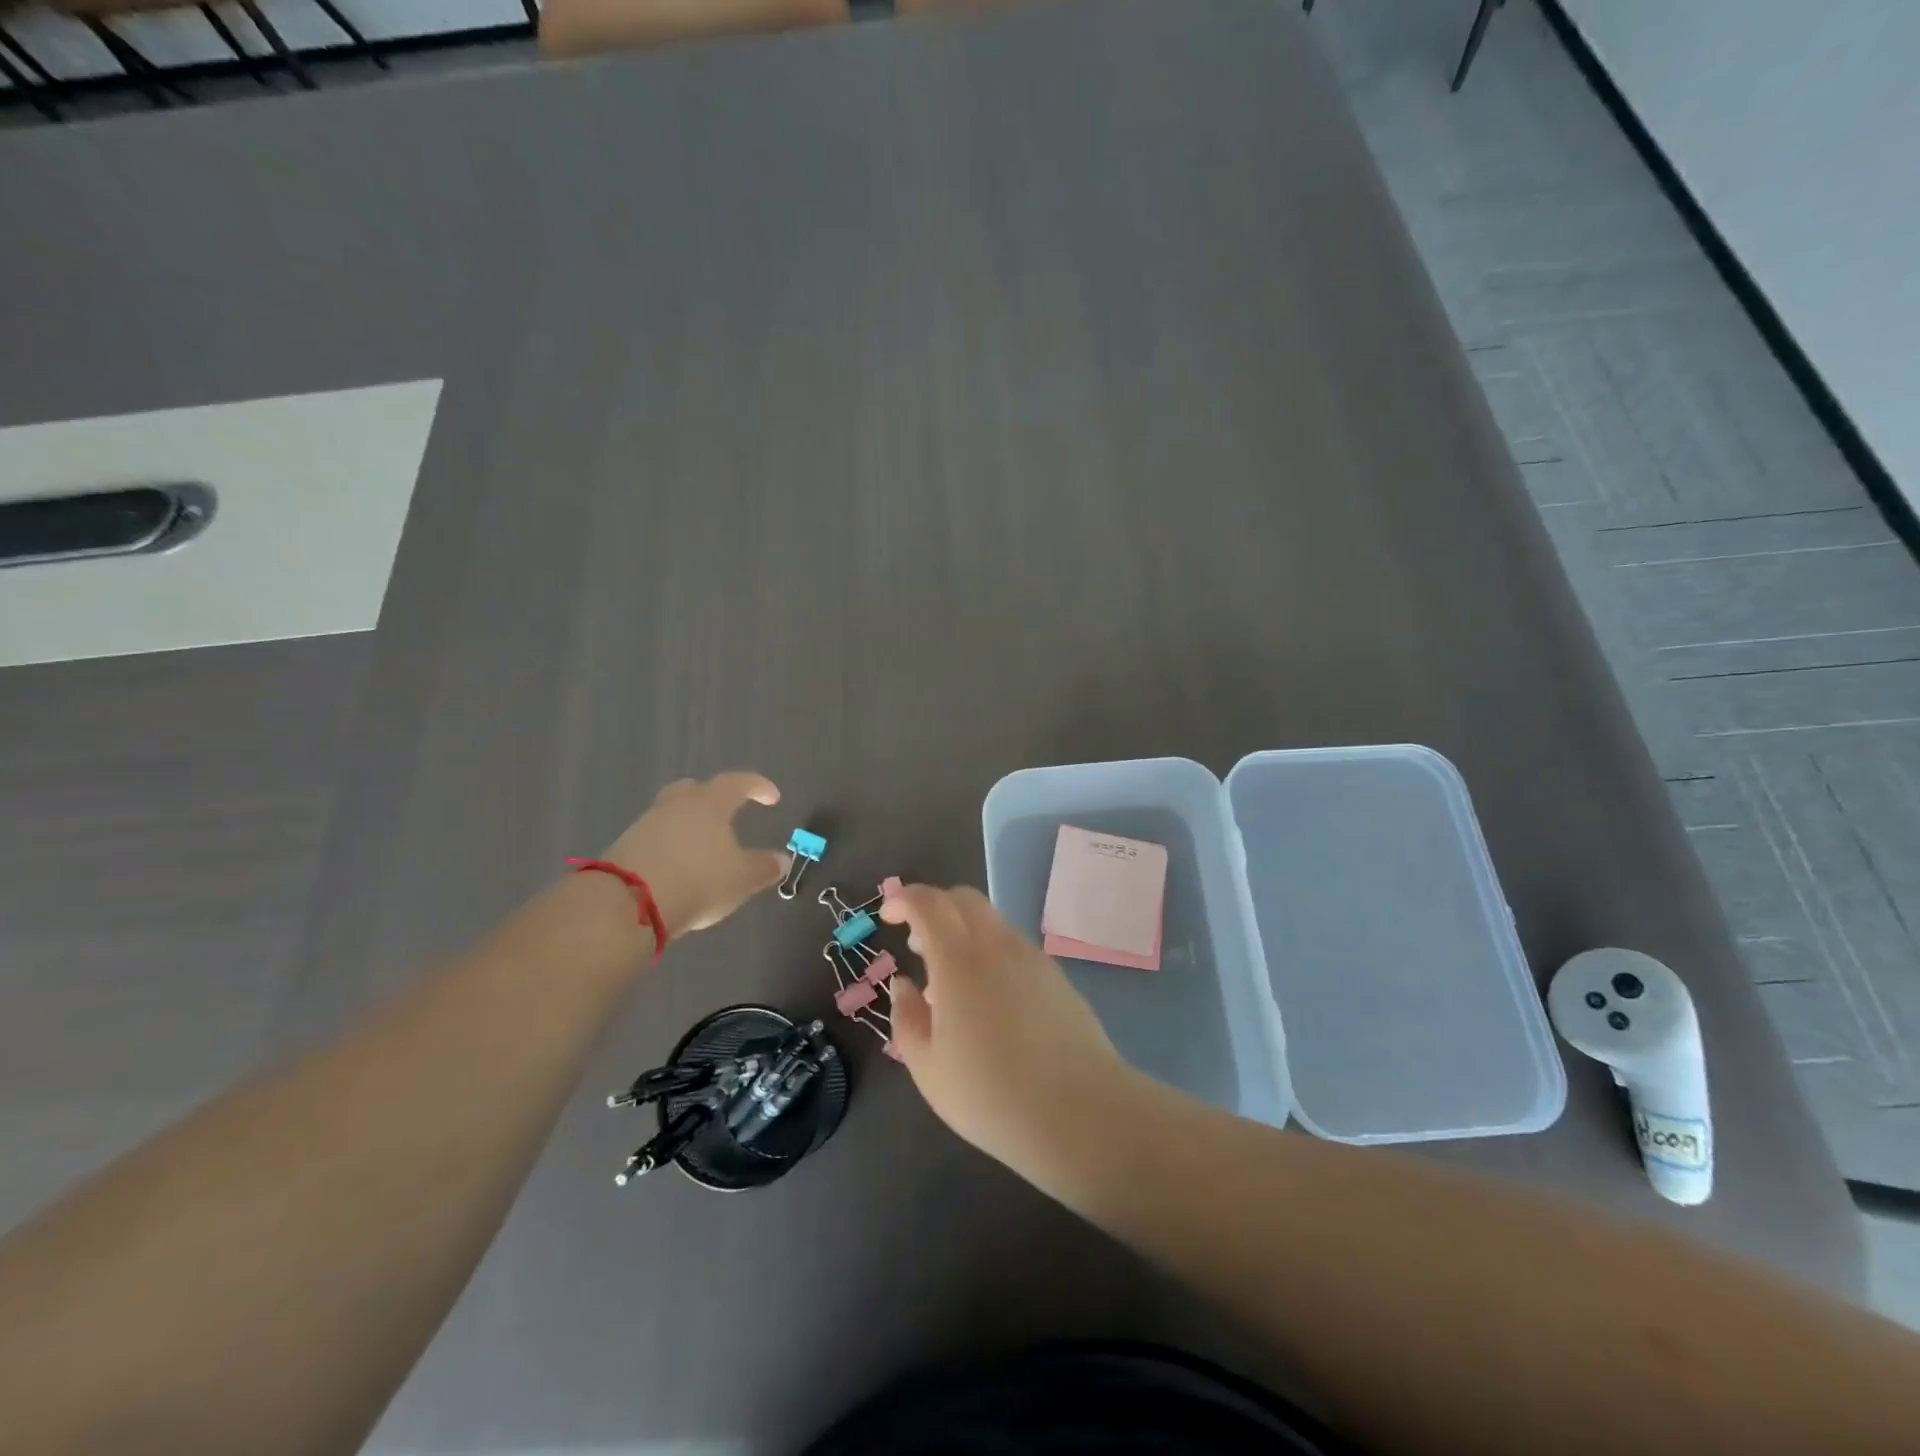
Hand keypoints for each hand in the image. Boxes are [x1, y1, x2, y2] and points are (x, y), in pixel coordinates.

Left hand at [602, 772, 788, 936]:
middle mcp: (677, 804)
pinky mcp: (625, 846)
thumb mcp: (742, 879)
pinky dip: (670, 844)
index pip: (738, 783)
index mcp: (710, 802)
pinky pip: (656, 836)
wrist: (628, 903)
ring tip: (703, 846)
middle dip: (714, 798)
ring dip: (690, 824)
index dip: (758, 787)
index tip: (772, 798)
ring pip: (673, 813)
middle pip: (696, 789)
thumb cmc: (698, 880)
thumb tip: (782, 860)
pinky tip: (679, 865)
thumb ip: (764, 867)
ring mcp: (647, 823)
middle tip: (728, 813)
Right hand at [880, 883, 1127, 1174]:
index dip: (904, 899)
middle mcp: (997, 945)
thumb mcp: (927, 1066)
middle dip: (934, 907)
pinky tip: (986, 1000)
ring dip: (963, 933)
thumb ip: (907, 1017)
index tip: (887, 916)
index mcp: (959, 959)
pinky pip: (1013, 947)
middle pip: (964, 899)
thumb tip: (904, 985)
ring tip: (949, 982)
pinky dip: (989, 953)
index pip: (929, 903)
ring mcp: (1032, 958)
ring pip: (991, 922)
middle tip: (917, 944)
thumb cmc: (990, 1094)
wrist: (1078, 1111)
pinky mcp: (1056, 977)